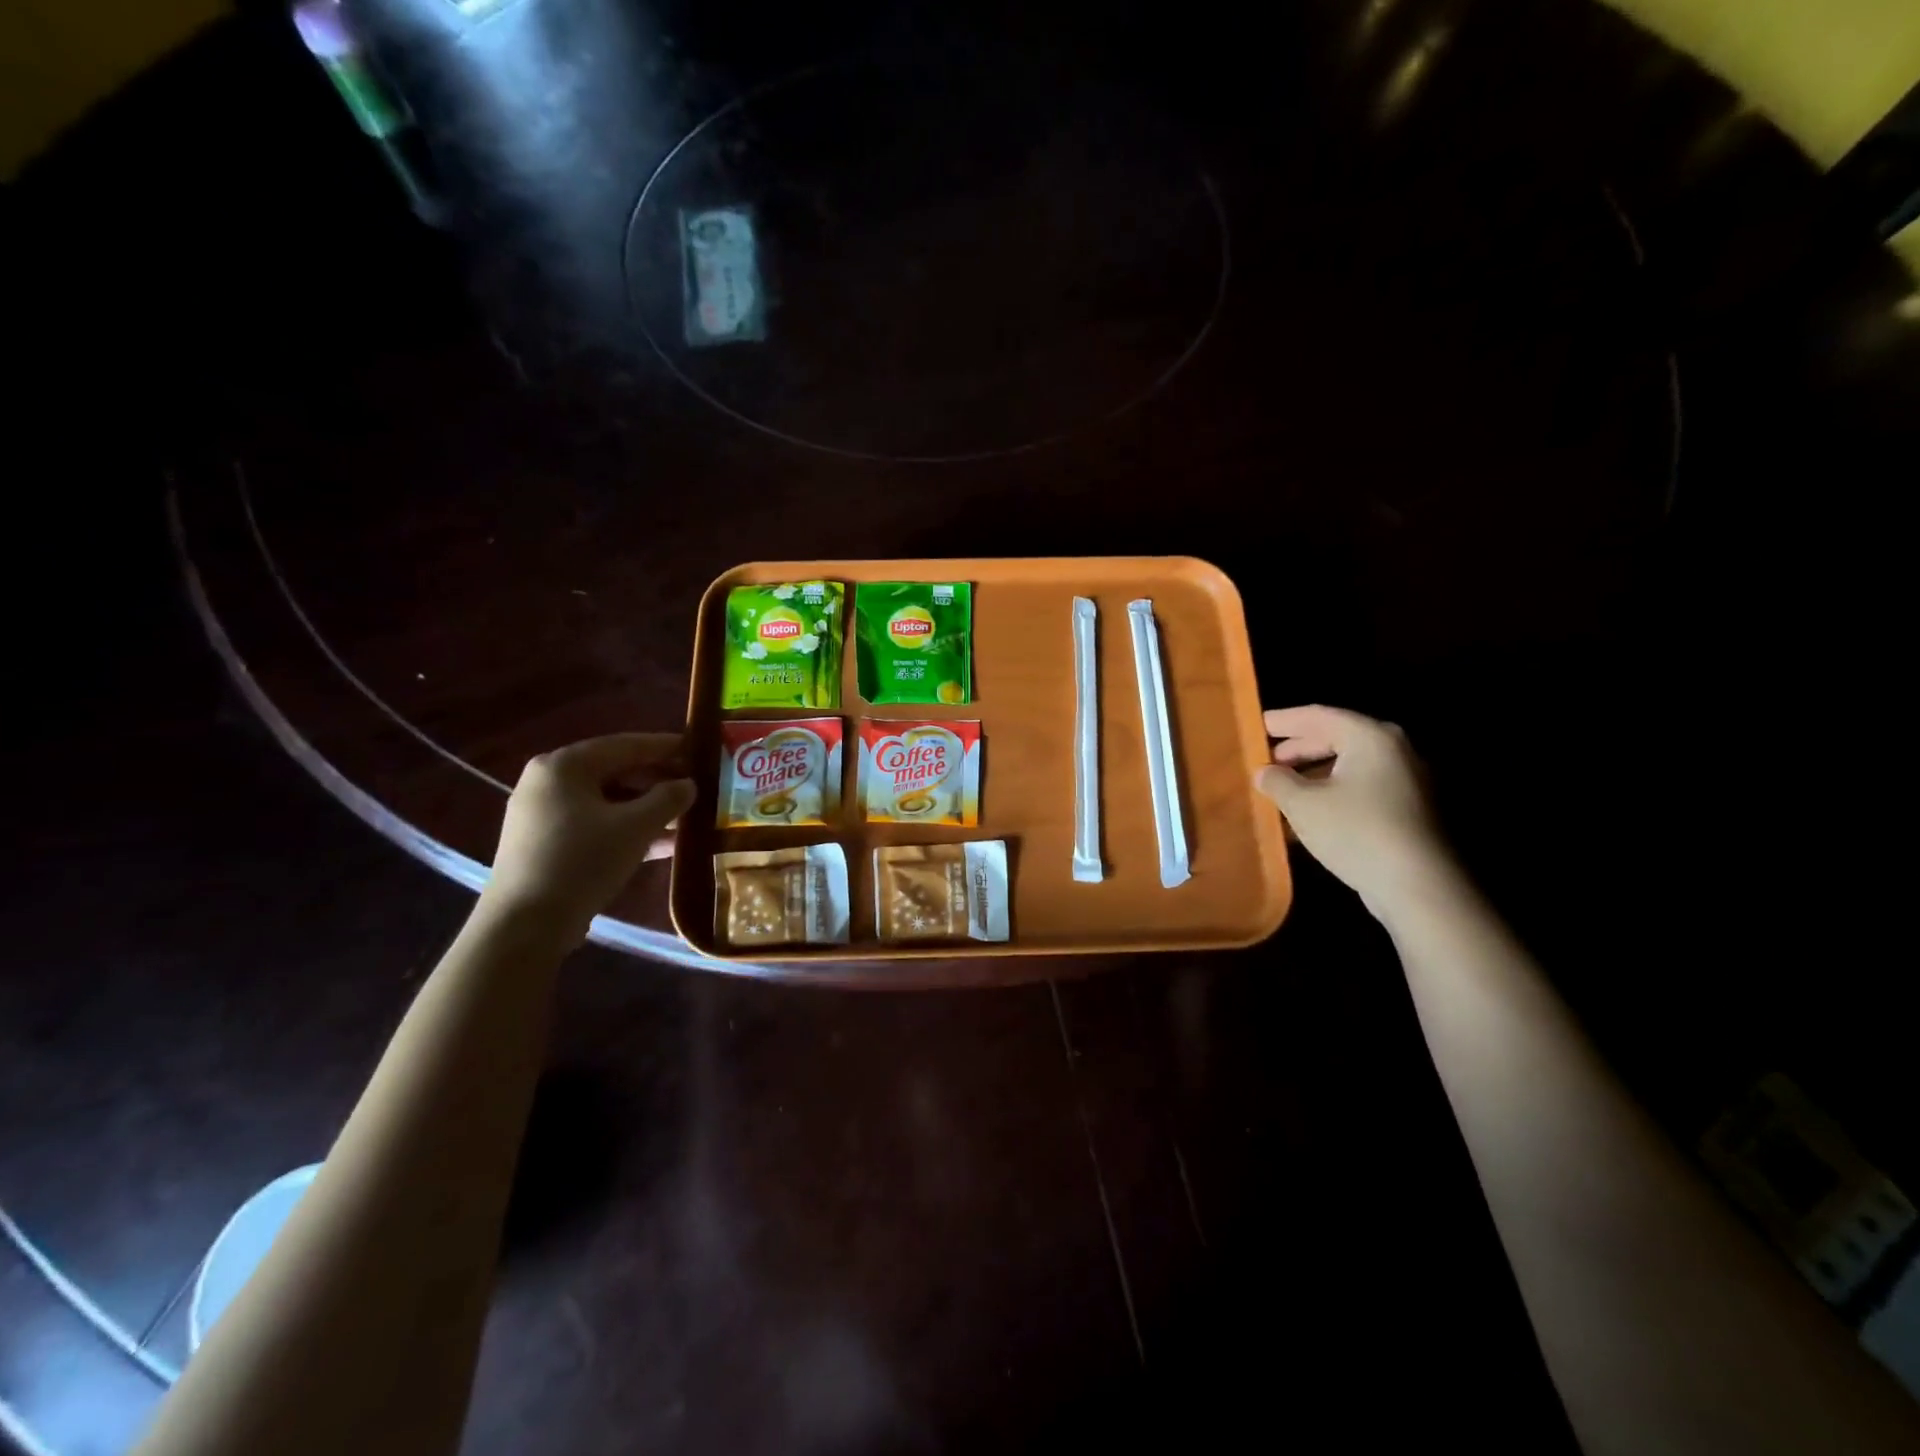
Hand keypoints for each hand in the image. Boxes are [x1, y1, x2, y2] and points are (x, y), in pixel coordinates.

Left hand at [482, 733, 696, 936]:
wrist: (524, 926)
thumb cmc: (582, 861)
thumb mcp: (635, 827)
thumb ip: (668, 799)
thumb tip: (689, 785)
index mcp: (564, 765)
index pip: (625, 745)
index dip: (665, 746)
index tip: (698, 748)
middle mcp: (548, 782)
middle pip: (615, 772)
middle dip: (658, 782)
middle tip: (695, 787)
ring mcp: (543, 815)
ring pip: (607, 801)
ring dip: (646, 810)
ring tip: (685, 819)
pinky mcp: (546, 844)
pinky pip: (595, 824)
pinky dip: (627, 830)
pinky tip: (663, 845)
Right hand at [1254, 705, 1455, 916]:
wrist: (1418, 886)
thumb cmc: (1356, 831)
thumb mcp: (1302, 804)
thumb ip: (1277, 782)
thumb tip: (1264, 772)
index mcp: (1370, 737)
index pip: (1319, 715)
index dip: (1285, 720)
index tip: (1258, 725)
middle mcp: (1394, 750)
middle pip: (1337, 737)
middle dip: (1299, 748)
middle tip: (1267, 759)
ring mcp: (1406, 780)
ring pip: (1349, 765)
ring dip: (1313, 774)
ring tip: (1282, 788)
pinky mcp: (1409, 809)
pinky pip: (1362, 788)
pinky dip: (1333, 792)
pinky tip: (1309, 813)